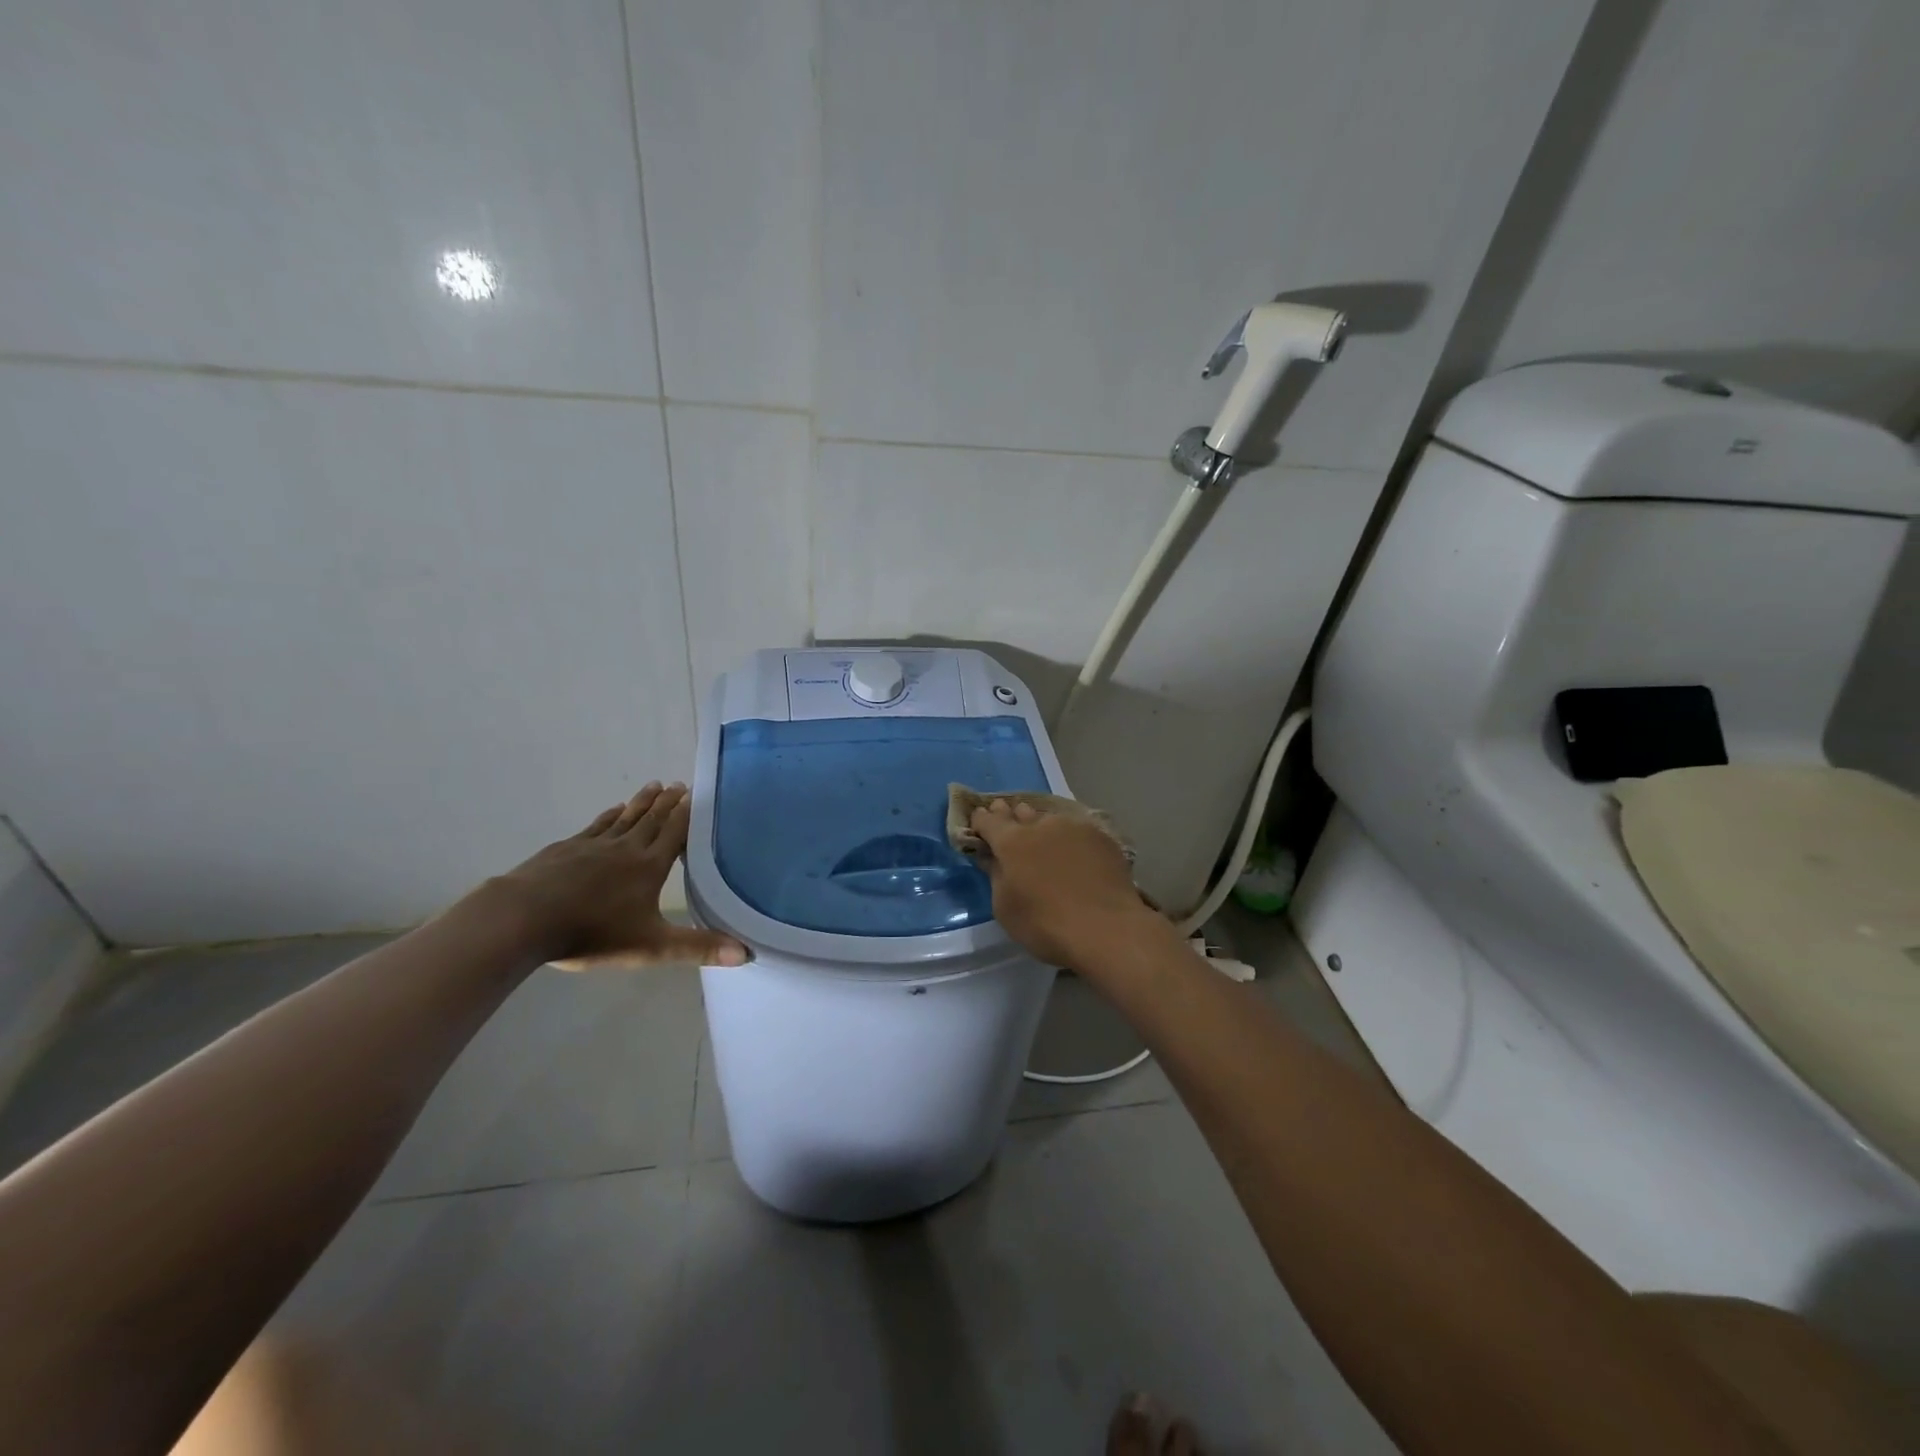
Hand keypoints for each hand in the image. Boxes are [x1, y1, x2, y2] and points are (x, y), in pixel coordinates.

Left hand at [496, 782, 747, 968]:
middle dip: (668, 803)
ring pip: (625, 818)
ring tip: (654, 785)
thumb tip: (746, 953)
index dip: (686, 814)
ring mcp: (592, 845)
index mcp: (649, 867)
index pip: (674, 833)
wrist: (523, 919)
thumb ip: (698, 948)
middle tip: (679, 784)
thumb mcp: (652, 947)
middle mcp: (625, 848)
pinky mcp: (565, 849)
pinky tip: (612, 810)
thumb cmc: (592, 932)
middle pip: (652, 819)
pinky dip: (609, 815)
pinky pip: (596, 826)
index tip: (696, 795)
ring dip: (641, 802)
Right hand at [968, 798, 1160, 966]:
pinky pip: (1078, 831)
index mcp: (1012, 841)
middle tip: (1008, 821)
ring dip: (1042, 825)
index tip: (978, 824)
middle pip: (1020, 812)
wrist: (1106, 928)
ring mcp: (1075, 827)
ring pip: (1051, 820)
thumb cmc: (1045, 924)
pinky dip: (1070, 838)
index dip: (981, 821)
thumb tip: (994, 859)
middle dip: (1011, 816)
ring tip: (1043, 836)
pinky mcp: (1102, 837)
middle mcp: (1041, 825)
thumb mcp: (1005, 908)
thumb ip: (996, 877)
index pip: (988, 821)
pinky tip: (1075, 851)